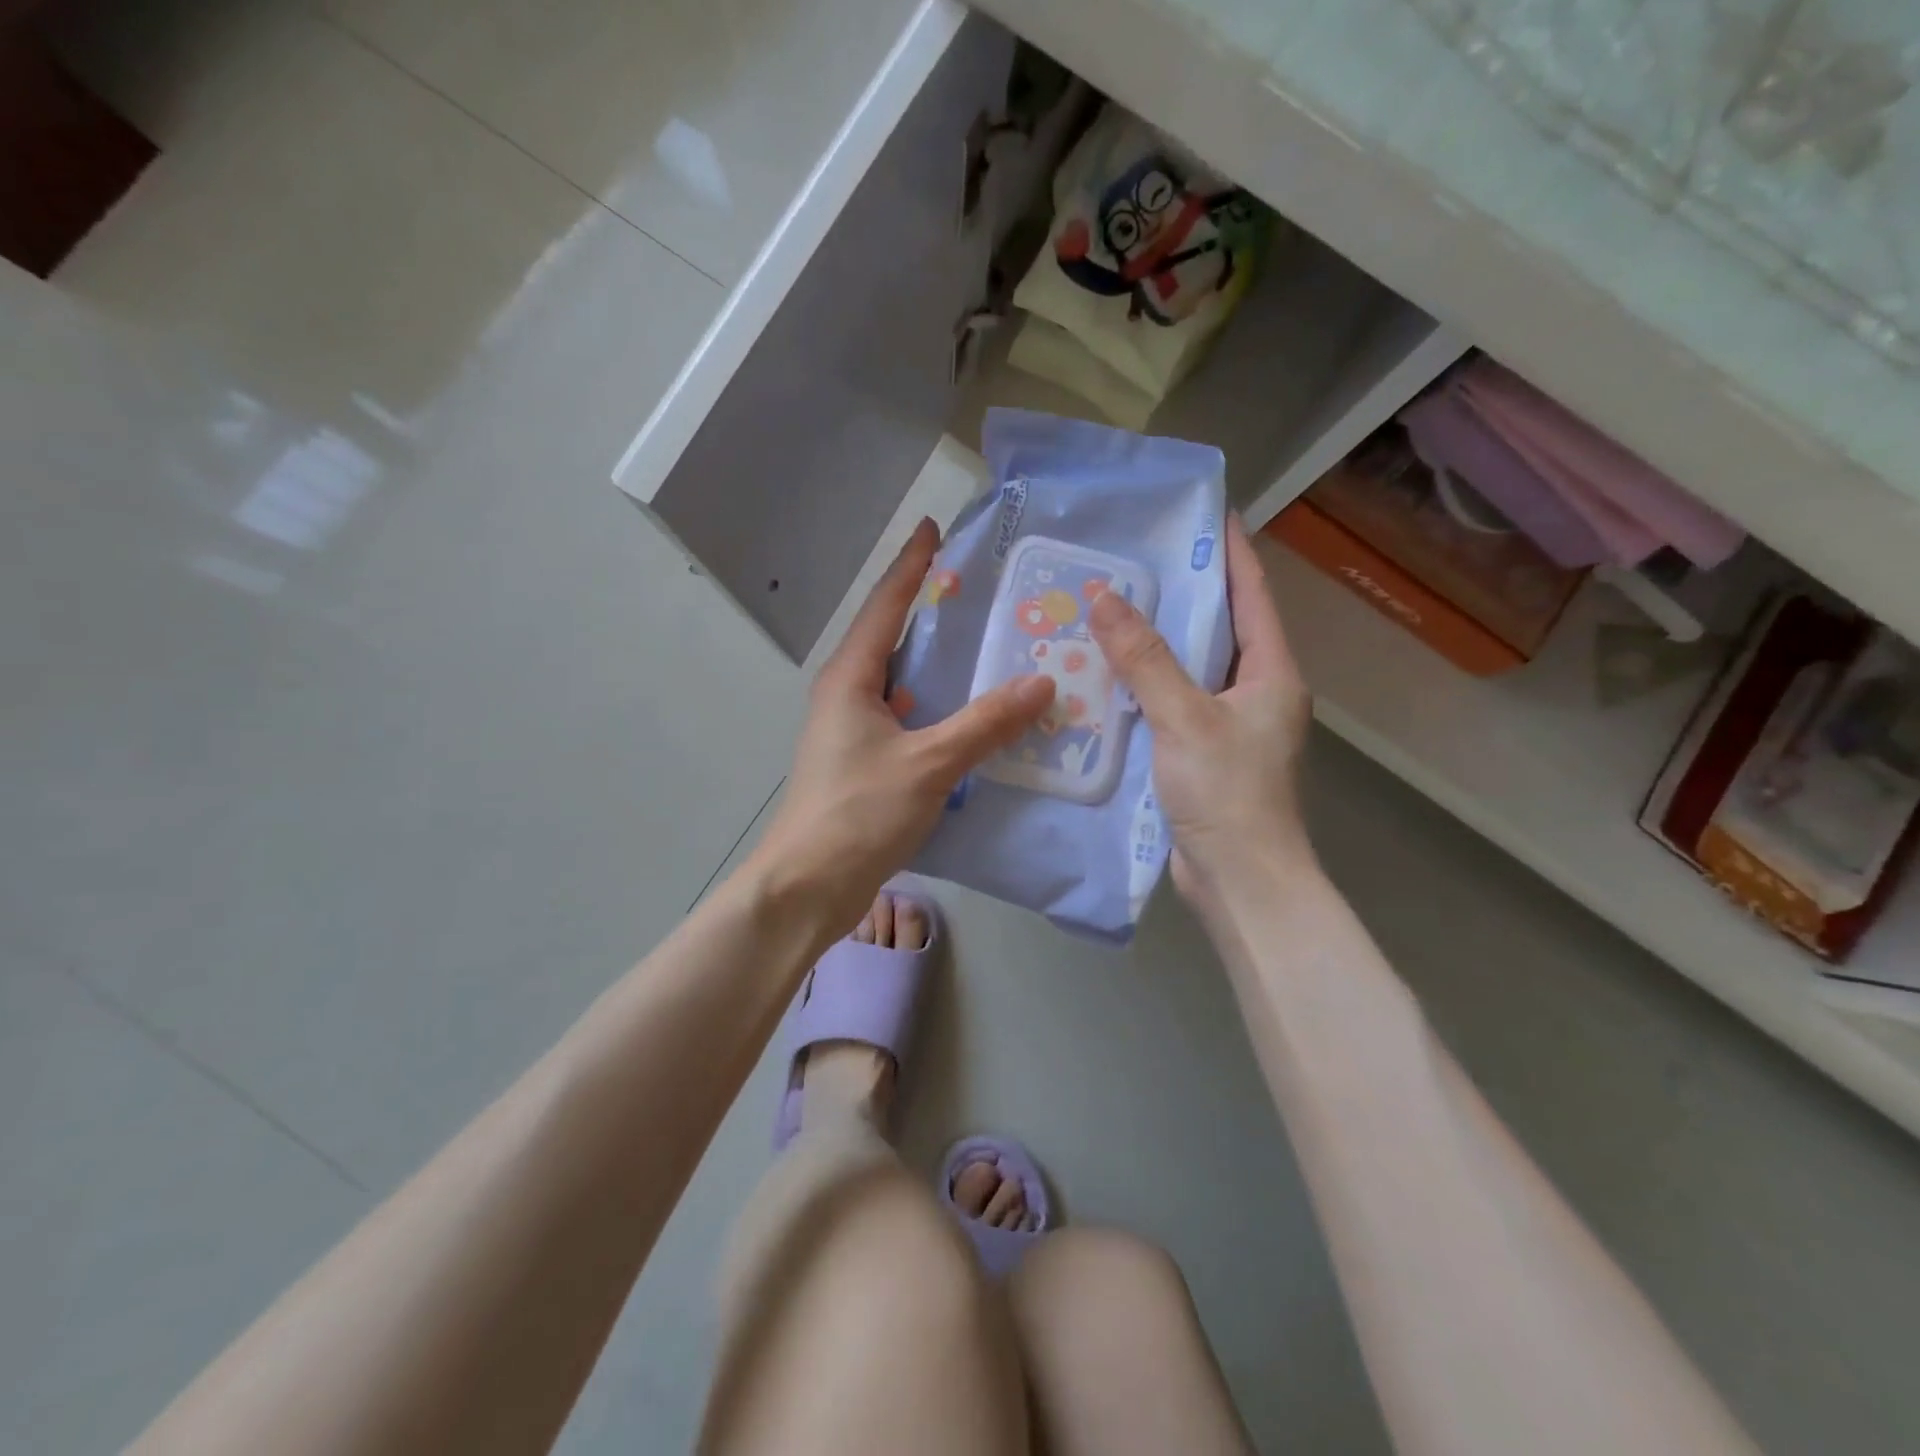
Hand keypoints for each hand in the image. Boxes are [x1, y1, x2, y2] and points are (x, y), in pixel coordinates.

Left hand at [751, 518, 1054, 935]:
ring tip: (986, 646)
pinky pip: (906, 717)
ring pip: (900, 681)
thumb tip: (1041, 683)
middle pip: (891, 637)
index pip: (885, 605)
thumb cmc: (859, 813)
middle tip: (980, 590)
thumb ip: (985, 723)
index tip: (933, 528)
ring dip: (937, 663)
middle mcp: (846, 694)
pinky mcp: (863, 762)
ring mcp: (852, 730)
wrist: (808, 886)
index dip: (912, 565)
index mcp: (851, 678)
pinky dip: (937, 707)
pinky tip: (970, 715)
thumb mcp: (929, 764)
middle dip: (930, 609)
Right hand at [1088, 516, 1312, 902]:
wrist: (1241, 881)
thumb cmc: (1227, 792)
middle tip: (1136, 561)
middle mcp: (1255, 692)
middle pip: (1219, 628)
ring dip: (1156, 643)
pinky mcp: (1203, 755)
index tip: (1208, 512)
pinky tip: (1106, 676)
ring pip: (1190, 669)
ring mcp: (1229, 726)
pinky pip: (1172, 704)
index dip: (1232, 551)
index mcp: (1271, 673)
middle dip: (1183, 594)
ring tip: (1112, 609)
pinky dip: (1144, 686)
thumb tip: (1106, 597)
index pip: (1252, 595)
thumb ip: (1145, 658)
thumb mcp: (1184, 717)